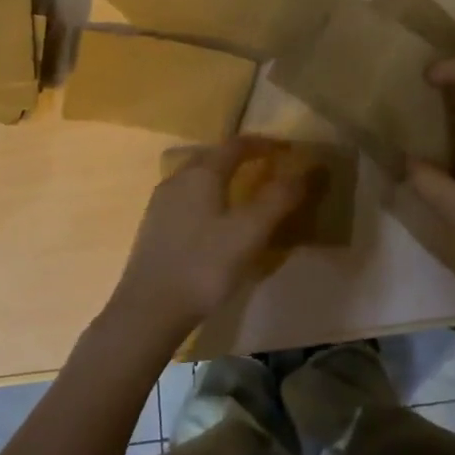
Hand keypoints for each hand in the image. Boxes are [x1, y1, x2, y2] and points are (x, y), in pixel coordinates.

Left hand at [105, 137, 311, 338]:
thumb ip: (278, 198)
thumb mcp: (250, 232)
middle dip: (240, 157)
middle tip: (266, 167)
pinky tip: (214, 221)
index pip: (236, 145)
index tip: (286, 149)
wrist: (148, 311)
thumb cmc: (204, 266)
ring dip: (221, 177)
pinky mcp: (153, 227)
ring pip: (196, 177)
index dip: (263, 143)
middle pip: (212, 156)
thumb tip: (306, 170)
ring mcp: (160, 203)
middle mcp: (177, 179)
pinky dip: (207, 197)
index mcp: (201, 173)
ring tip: (243, 193)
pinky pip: (186, 198)